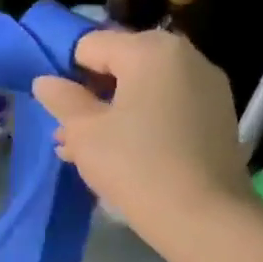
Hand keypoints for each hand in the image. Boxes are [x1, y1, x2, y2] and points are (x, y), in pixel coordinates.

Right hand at [32, 29, 256, 254]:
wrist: (202, 217)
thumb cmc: (134, 164)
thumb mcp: (84, 132)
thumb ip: (62, 99)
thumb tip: (45, 81)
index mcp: (151, 50)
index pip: (91, 45)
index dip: (65, 72)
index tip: (56, 107)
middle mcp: (185, 57)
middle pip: (121, 64)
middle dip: (90, 94)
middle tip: (68, 133)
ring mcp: (207, 87)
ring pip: (143, 89)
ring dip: (112, 112)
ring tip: (85, 149)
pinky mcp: (216, 117)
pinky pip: (166, 108)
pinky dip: (141, 122)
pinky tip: (120, 155)